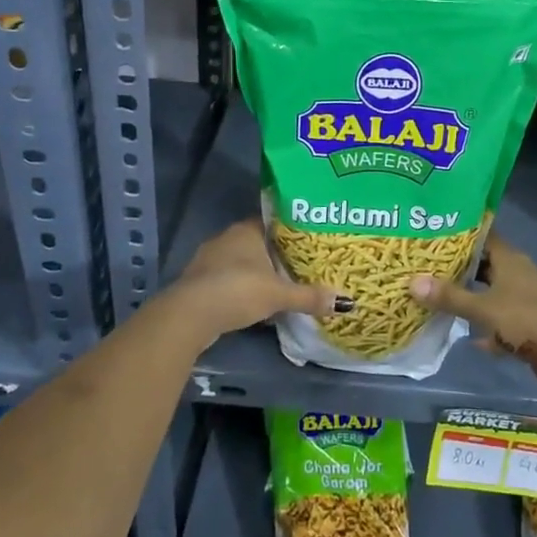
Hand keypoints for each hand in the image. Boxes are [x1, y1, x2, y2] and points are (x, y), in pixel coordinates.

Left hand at [160, 220, 344, 349]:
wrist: (190, 314)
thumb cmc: (238, 291)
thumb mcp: (279, 295)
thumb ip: (309, 297)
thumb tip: (345, 302)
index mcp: (246, 230)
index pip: (271, 221)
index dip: (288, 231)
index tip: (305, 241)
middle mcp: (225, 238)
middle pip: (255, 242)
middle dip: (273, 254)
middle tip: (297, 265)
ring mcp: (208, 259)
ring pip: (238, 262)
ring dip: (253, 273)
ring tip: (277, 285)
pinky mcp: (198, 281)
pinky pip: (225, 279)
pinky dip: (238, 288)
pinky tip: (251, 301)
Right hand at [410, 235, 536, 395]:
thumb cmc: (527, 320)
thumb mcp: (484, 308)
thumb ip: (450, 297)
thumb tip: (412, 282)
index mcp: (510, 259)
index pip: (482, 236)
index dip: (459, 234)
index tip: (432, 233)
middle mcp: (517, 274)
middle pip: (484, 265)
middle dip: (458, 268)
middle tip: (426, 267)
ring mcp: (524, 300)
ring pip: (491, 293)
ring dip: (470, 297)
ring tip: (437, 297)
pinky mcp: (527, 325)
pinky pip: (499, 321)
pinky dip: (485, 327)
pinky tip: (466, 337)